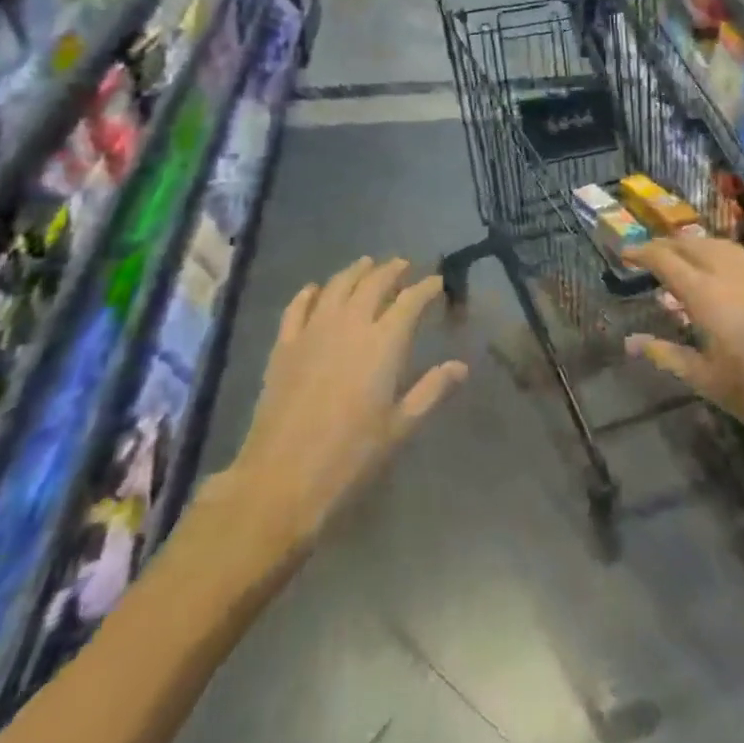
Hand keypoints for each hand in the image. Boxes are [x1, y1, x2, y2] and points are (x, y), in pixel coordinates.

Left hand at [223, 258, 466, 551]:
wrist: (282, 478)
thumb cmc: (351, 456)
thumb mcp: (400, 427)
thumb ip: (431, 390)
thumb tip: (461, 366)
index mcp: (384, 342)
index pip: (411, 301)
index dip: (426, 287)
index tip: (437, 282)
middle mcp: (350, 324)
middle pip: (374, 283)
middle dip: (392, 270)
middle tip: (403, 266)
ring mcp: (313, 330)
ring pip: (337, 285)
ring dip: (356, 271)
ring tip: (367, 265)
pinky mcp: (284, 344)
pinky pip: (298, 306)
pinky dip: (310, 292)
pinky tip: (316, 289)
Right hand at [626, 236, 743, 533]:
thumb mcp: (709, 382)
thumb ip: (667, 355)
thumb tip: (630, 342)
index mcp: (707, 295)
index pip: (665, 259)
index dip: (641, 253)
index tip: (625, 254)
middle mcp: (733, 270)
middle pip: (691, 243)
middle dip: (667, 246)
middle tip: (650, 259)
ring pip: (719, 245)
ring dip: (695, 248)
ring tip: (684, 265)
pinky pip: (743, 254)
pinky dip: (722, 256)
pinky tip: (724, 276)